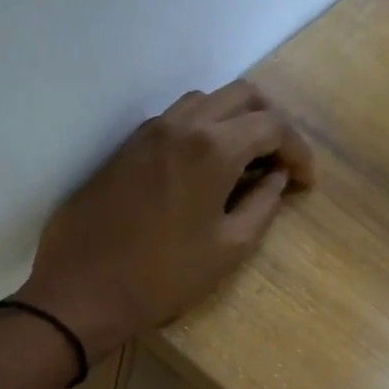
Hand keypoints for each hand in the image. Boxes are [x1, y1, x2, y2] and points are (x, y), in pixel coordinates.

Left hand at [15, 82, 313, 360]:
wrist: (83, 290)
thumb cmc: (162, 278)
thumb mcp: (227, 249)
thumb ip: (262, 206)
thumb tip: (277, 179)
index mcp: (213, 147)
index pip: (272, 126)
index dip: (298, 151)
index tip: (305, 183)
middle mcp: (181, 125)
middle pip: (241, 97)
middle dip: (270, 124)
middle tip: (279, 164)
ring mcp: (147, 133)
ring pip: (204, 103)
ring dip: (232, 122)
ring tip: (242, 164)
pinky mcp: (124, 149)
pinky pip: (173, 122)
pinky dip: (199, 132)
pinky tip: (202, 169)